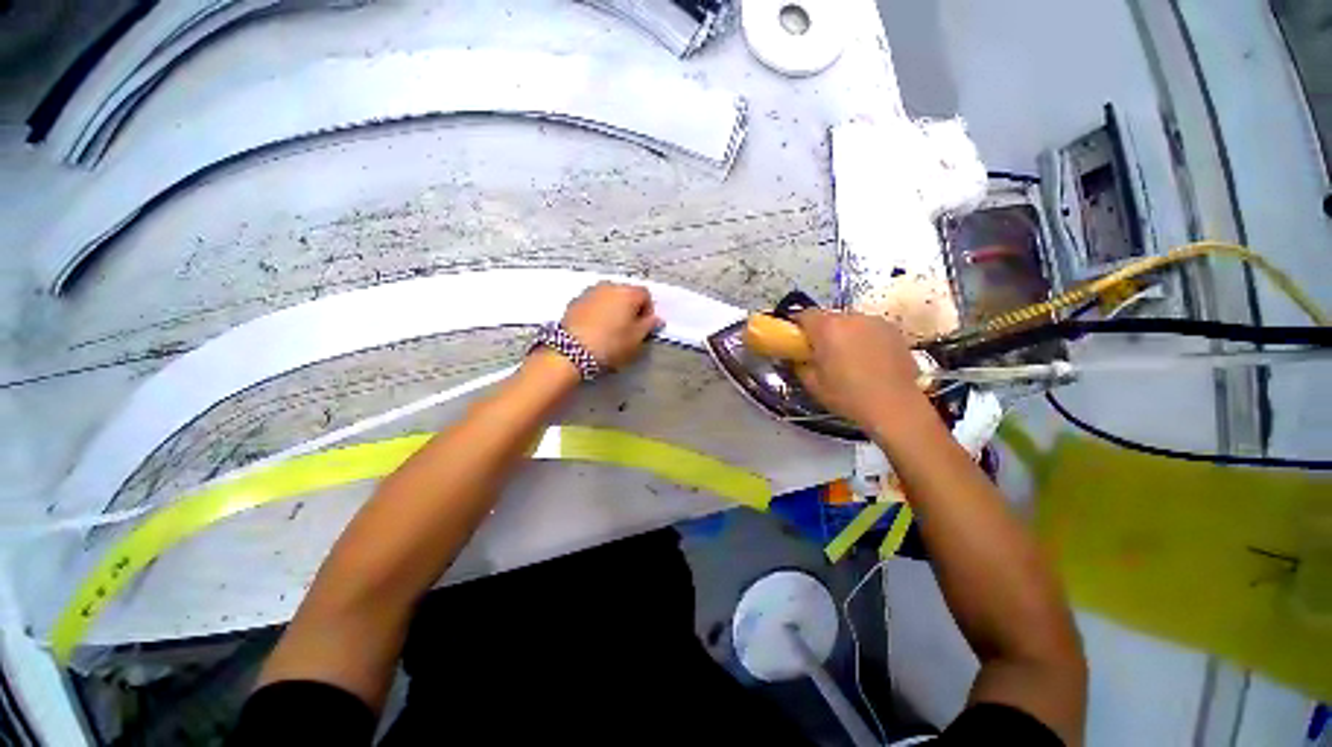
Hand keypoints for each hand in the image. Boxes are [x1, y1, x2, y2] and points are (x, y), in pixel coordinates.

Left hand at [561, 282, 661, 369]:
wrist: (571, 351)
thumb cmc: (610, 344)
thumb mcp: (636, 339)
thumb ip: (648, 325)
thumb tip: (656, 318)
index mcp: (628, 293)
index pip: (646, 295)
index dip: (648, 310)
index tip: (644, 327)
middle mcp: (609, 286)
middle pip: (626, 293)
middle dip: (630, 308)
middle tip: (629, 328)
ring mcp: (590, 291)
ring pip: (609, 297)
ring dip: (613, 308)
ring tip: (611, 328)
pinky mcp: (575, 300)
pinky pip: (594, 302)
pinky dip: (598, 311)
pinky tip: (596, 328)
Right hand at [791, 310, 928, 430]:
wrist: (895, 406)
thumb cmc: (847, 396)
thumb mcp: (812, 384)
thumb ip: (800, 365)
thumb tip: (798, 357)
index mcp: (827, 328)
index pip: (804, 314)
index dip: (798, 326)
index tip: (797, 341)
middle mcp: (851, 317)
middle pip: (829, 318)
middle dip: (822, 331)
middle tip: (822, 353)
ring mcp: (876, 322)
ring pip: (851, 323)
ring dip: (845, 334)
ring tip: (848, 357)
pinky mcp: (894, 331)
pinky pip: (870, 330)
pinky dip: (864, 339)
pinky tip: (868, 360)